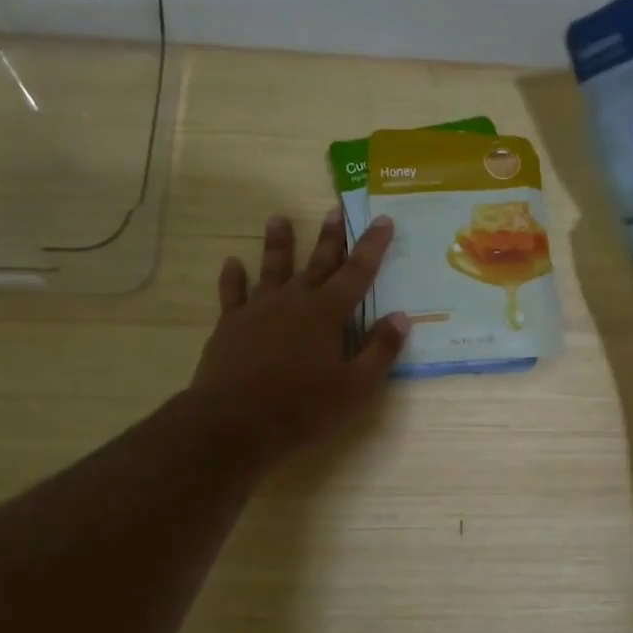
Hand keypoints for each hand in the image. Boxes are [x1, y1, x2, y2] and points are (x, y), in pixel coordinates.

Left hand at [189, 209, 408, 466]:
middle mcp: (294, 301)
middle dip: (330, 236)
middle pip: (318, 262)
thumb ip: (380, 350)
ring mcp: (259, 310)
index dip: (373, 246)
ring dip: (278, 243)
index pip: (358, 272)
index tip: (383, 220)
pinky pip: (233, 294)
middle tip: (335, 209)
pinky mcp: (231, 325)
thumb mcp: (356, 387)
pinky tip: (231, 263)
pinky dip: (233, 278)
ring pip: (272, 268)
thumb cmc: (303, 408)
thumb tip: (401, 317)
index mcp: (328, 313)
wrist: (234, 423)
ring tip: (278, 218)